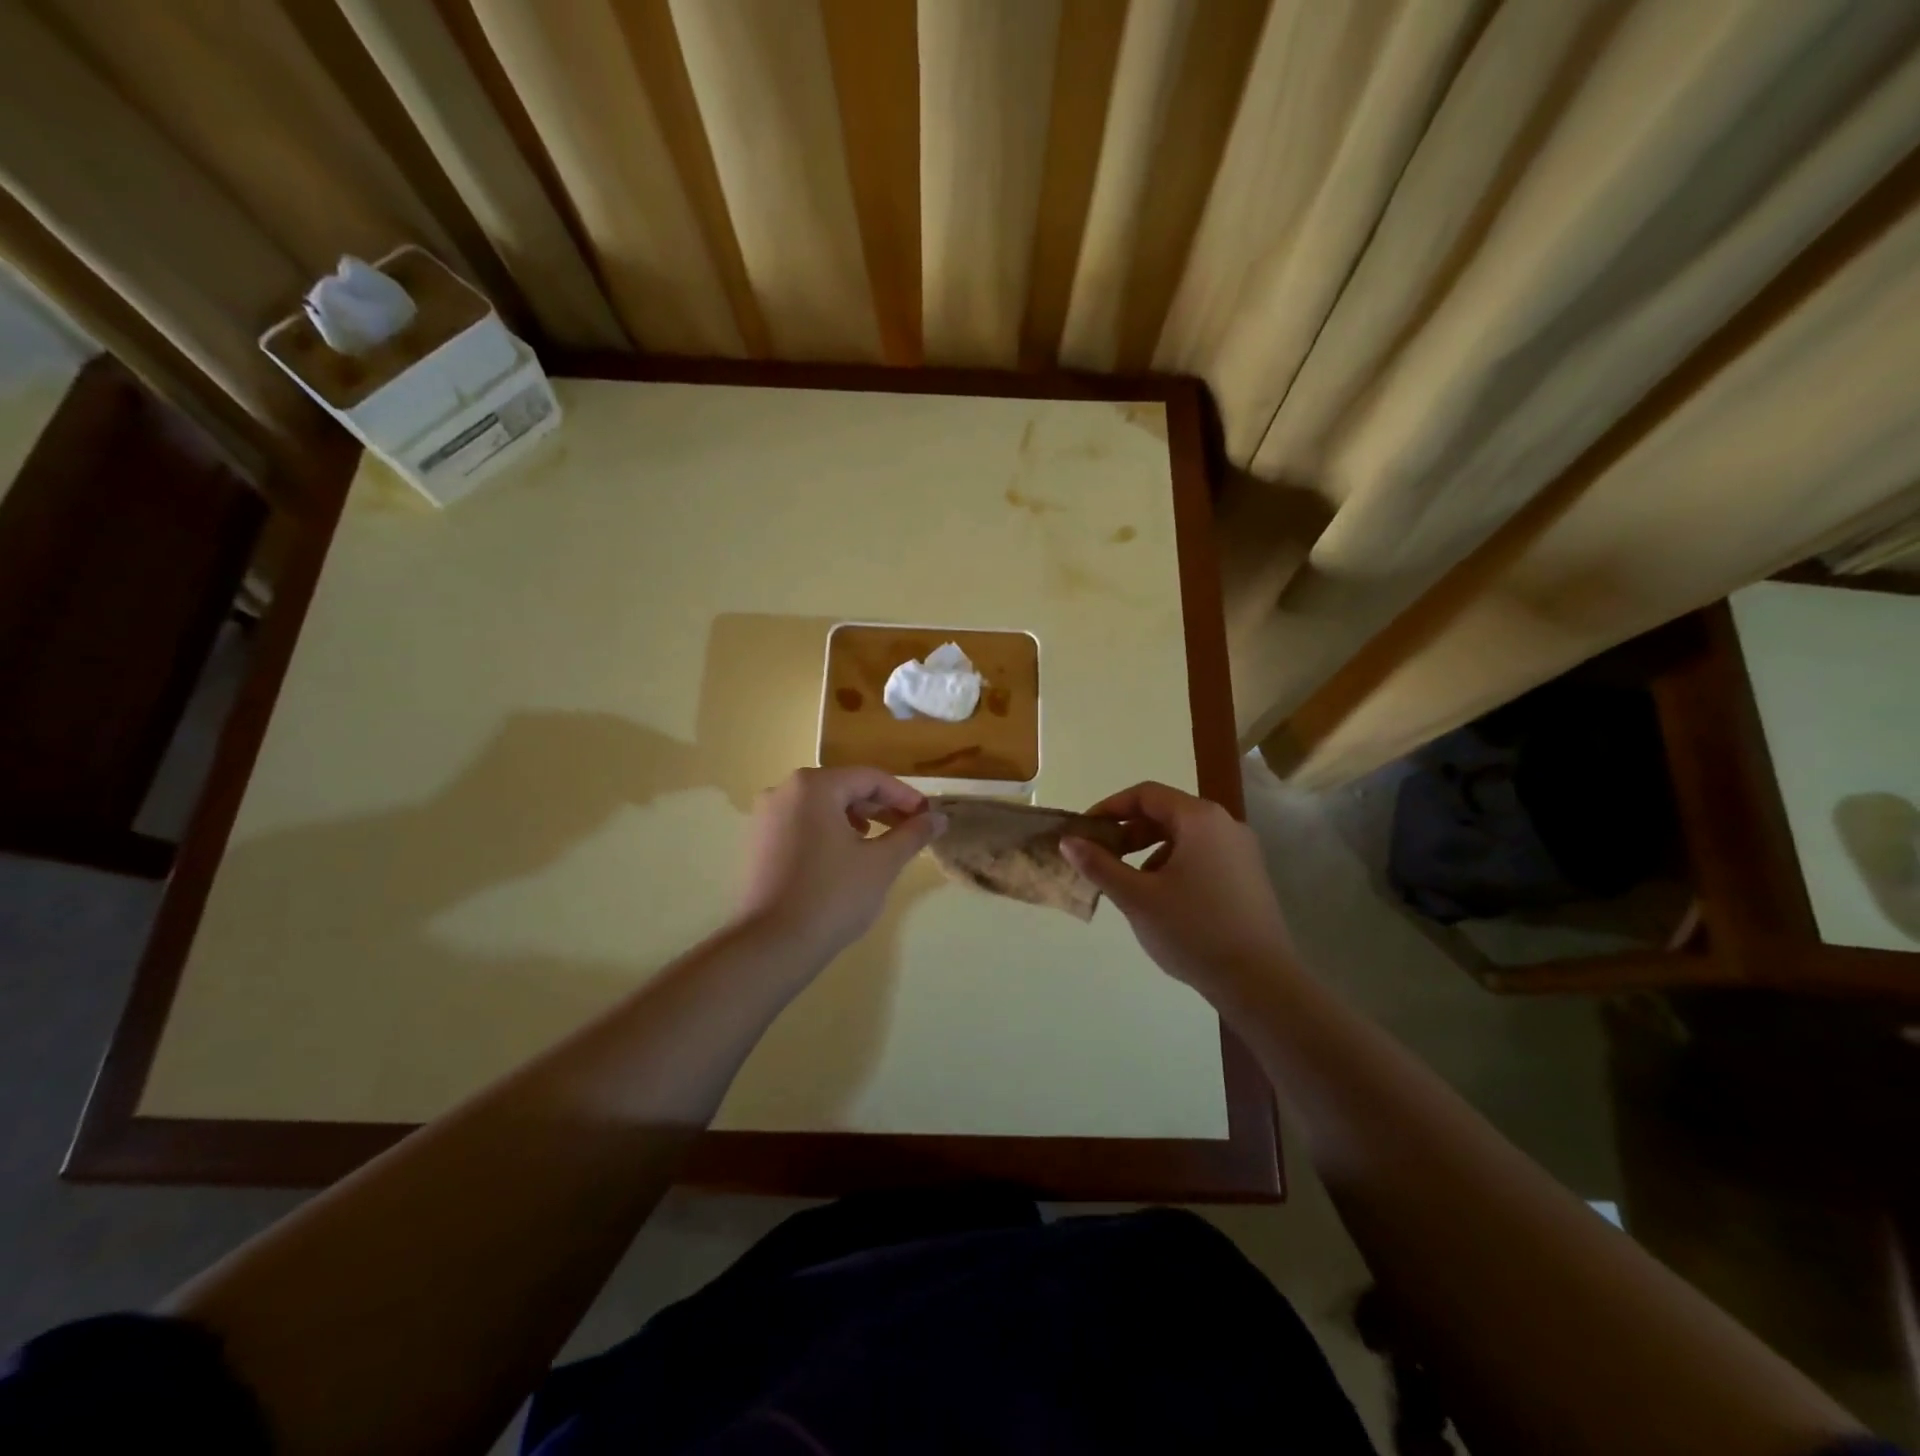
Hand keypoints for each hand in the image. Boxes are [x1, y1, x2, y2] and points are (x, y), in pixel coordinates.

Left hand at [736, 767, 946, 959]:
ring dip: (856, 820)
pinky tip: (846, 857)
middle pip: (844, 788)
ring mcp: (766, 817)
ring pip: (822, 807)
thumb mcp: (882, 863)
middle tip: (910, 830)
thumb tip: (939, 818)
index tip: (928, 816)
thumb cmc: (833, 896)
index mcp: (814, 786)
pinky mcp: (759, 843)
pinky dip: (830, 832)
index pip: (870, 779)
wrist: (772, 945)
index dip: (904, 796)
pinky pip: (803, 825)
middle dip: (880, 808)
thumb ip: (912, 834)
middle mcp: (784, 791)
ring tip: (880, 843)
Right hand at [1061, 782, 1295, 1004]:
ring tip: (1129, 883)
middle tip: (1101, 857)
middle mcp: (1225, 825)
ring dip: (1149, 851)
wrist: (1260, 982)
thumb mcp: (1137, 898)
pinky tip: (1162, 899)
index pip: (1146, 794)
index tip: (1084, 831)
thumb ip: (1099, 865)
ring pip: (1184, 836)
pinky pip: (1202, 856)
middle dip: (1129, 832)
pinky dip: (1174, 865)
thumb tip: (1068, 841)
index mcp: (1199, 819)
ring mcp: (1241, 851)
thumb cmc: (1193, 931)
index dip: (1110, 808)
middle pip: (1166, 813)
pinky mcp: (1248, 877)